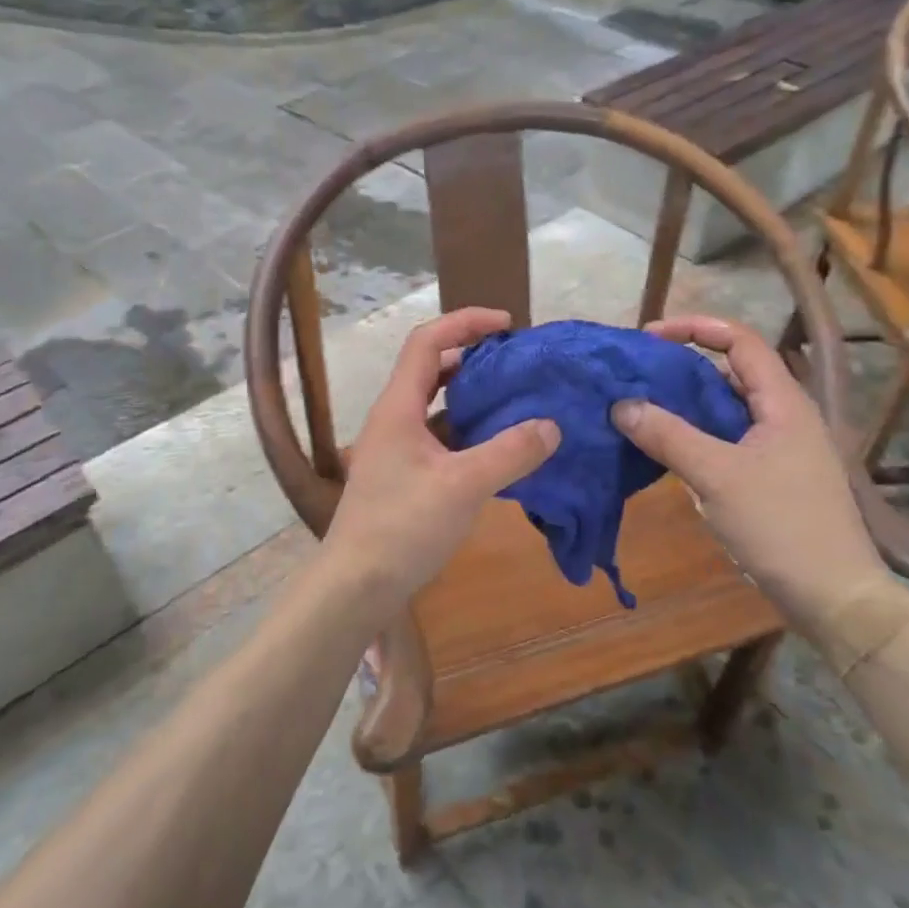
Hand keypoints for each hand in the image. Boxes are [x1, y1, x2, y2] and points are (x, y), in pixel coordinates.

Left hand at [320, 308, 559, 618]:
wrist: (356, 584)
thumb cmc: (403, 527)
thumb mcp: (463, 486)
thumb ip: (510, 453)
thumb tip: (552, 425)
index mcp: (398, 407)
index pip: (427, 342)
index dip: (465, 323)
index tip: (507, 325)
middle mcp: (392, 419)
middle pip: (430, 369)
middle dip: (473, 358)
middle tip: (517, 365)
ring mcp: (395, 448)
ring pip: (435, 406)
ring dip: (471, 397)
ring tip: (514, 400)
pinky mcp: (402, 475)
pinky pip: (438, 438)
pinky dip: (467, 431)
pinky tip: (496, 446)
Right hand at [612, 316, 889, 636]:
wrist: (833, 597)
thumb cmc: (780, 526)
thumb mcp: (716, 477)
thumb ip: (667, 435)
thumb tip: (620, 404)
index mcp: (783, 403)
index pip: (740, 341)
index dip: (695, 328)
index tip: (649, 337)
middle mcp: (784, 416)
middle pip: (730, 373)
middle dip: (682, 367)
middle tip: (636, 375)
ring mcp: (780, 449)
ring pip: (726, 410)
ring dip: (685, 405)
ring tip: (640, 408)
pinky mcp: (771, 477)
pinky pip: (727, 440)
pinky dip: (695, 436)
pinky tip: (665, 450)